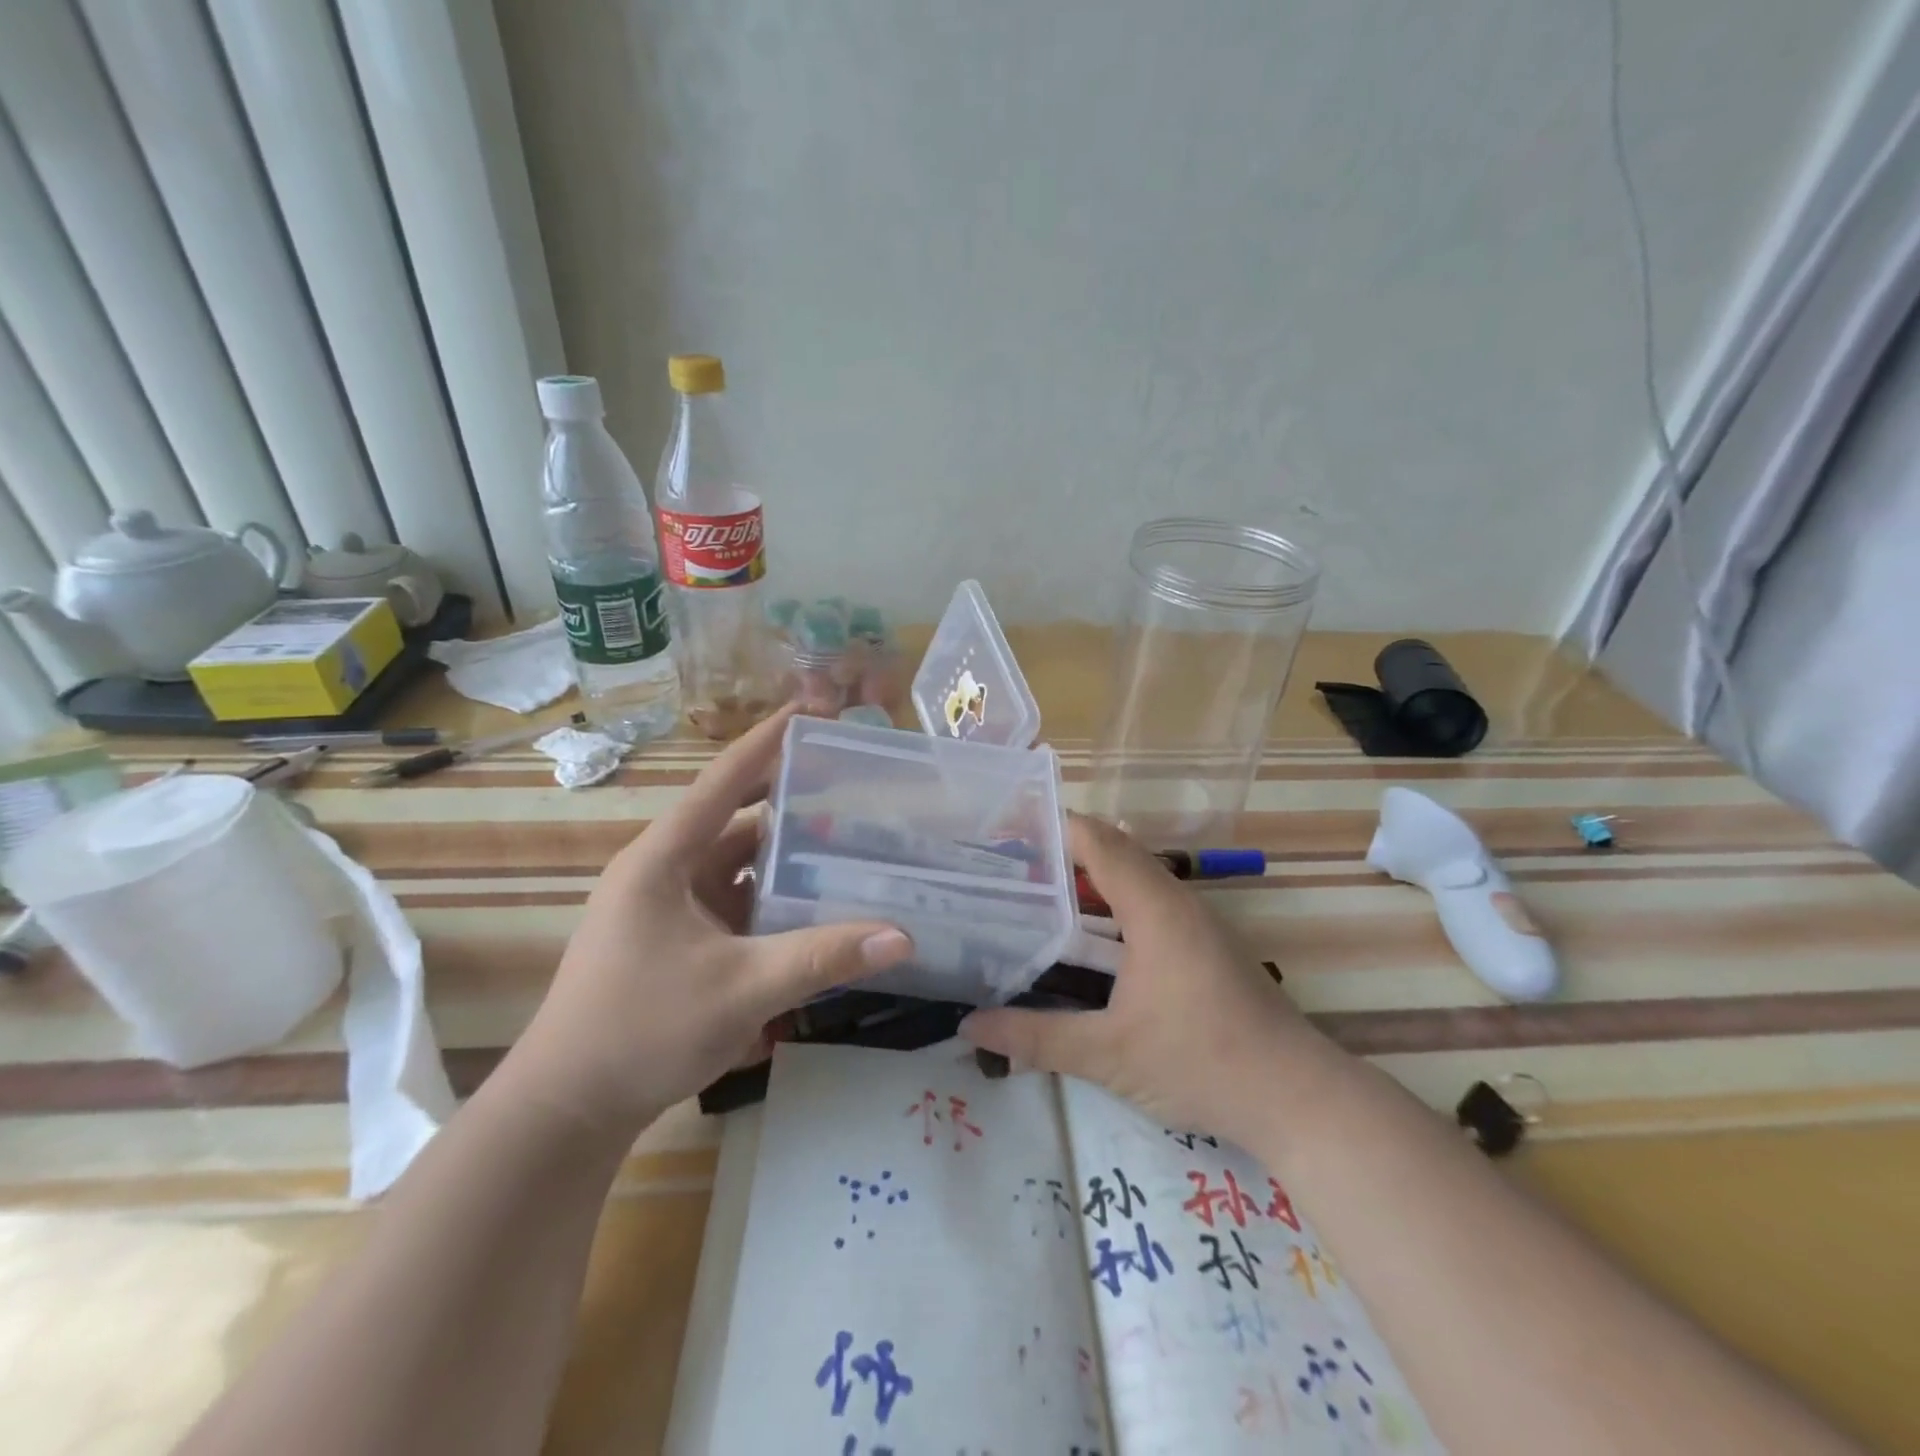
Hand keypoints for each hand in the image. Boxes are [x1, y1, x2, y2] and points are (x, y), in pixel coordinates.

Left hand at [504, 706, 912, 1138]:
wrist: (567, 1109)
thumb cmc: (641, 1030)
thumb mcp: (742, 989)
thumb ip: (823, 957)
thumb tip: (904, 935)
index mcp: (664, 859)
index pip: (725, 780)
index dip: (769, 741)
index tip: (812, 709)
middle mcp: (665, 871)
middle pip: (738, 820)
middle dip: (793, 803)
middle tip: (854, 788)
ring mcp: (669, 907)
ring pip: (739, 865)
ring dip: (786, 857)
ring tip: (849, 844)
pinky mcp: (677, 939)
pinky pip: (734, 902)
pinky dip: (772, 899)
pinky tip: (814, 905)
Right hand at [961, 814, 1337, 1149]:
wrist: (1296, 1098)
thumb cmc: (1201, 1063)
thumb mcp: (1108, 1055)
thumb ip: (1035, 1037)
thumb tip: (969, 1027)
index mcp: (1153, 908)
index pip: (1097, 840)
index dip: (1052, 826)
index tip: (1005, 830)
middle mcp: (1176, 901)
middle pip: (1113, 851)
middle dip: (1061, 851)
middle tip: (1008, 863)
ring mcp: (1196, 921)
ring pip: (1134, 877)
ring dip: (1088, 878)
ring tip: (1036, 892)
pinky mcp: (1205, 944)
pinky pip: (1149, 902)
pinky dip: (1111, 904)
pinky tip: (1085, 937)